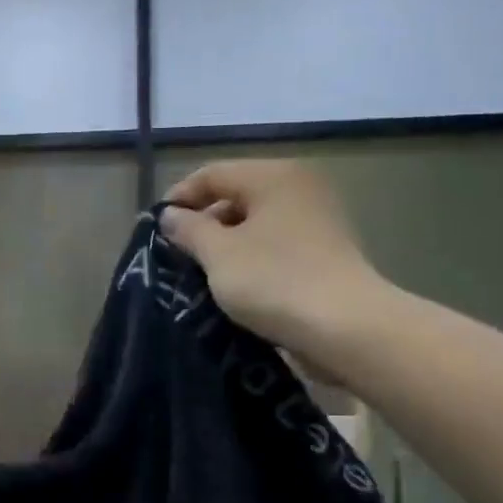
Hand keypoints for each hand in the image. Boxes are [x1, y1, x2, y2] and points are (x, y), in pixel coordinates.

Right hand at [160, 160, 395, 374]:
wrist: (346, 328)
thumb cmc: (275, 280)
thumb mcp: (219, 254)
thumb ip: (189, 229)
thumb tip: (170, 215)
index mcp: (274, 176)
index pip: (213, 174)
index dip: (179, 198)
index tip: (155, 229)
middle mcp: (299, 188)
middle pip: (236, 196)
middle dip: (202, 223)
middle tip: (175, 254)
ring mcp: (317, 221)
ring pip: (256, 224)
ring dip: (225, 245)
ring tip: (199, 273)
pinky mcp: (325, 253)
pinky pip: (275, 245)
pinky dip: (251, 259)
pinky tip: (233, 285)